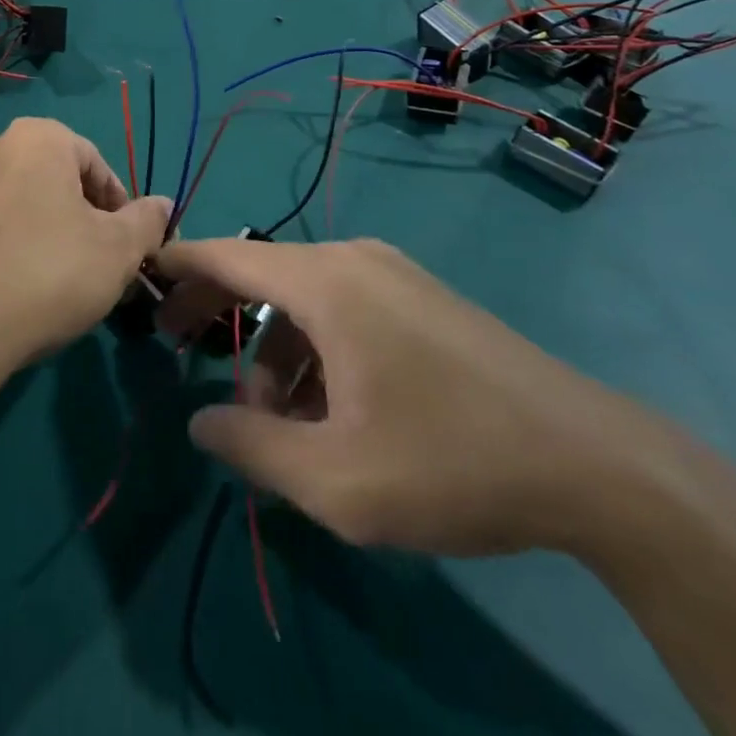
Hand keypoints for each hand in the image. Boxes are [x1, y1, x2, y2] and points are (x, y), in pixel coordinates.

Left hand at [0, 118, 172, 392]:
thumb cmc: (48, 274)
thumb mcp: (119, 250)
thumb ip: (147, 220)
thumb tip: (163, 204)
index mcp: (38, 137)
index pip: (97, 166)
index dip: (120, 209)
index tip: (126, 249)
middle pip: (57, 182)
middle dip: (83, 221)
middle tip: (96, 267)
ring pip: (22, 205)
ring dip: (47, 234)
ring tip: (57, 282)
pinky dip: (9, 247)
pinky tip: (16, 287)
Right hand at [154, 236, 662, 557]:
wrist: (596, 465)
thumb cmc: (452, 463)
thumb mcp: (336, 479)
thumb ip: (251, 446)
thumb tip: (201, 418)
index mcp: (325, 283)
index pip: (225, 256)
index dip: (176, 265)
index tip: (139, 277)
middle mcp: (352, 260)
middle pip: (260, 272)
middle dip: (216, 311)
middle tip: (181, 350)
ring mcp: (392, 274)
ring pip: (303, 298)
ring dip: (274, 349)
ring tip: (280, 421)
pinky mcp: (419, 297)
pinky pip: (342, 307)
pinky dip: (315, 347)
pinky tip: (332, 408)